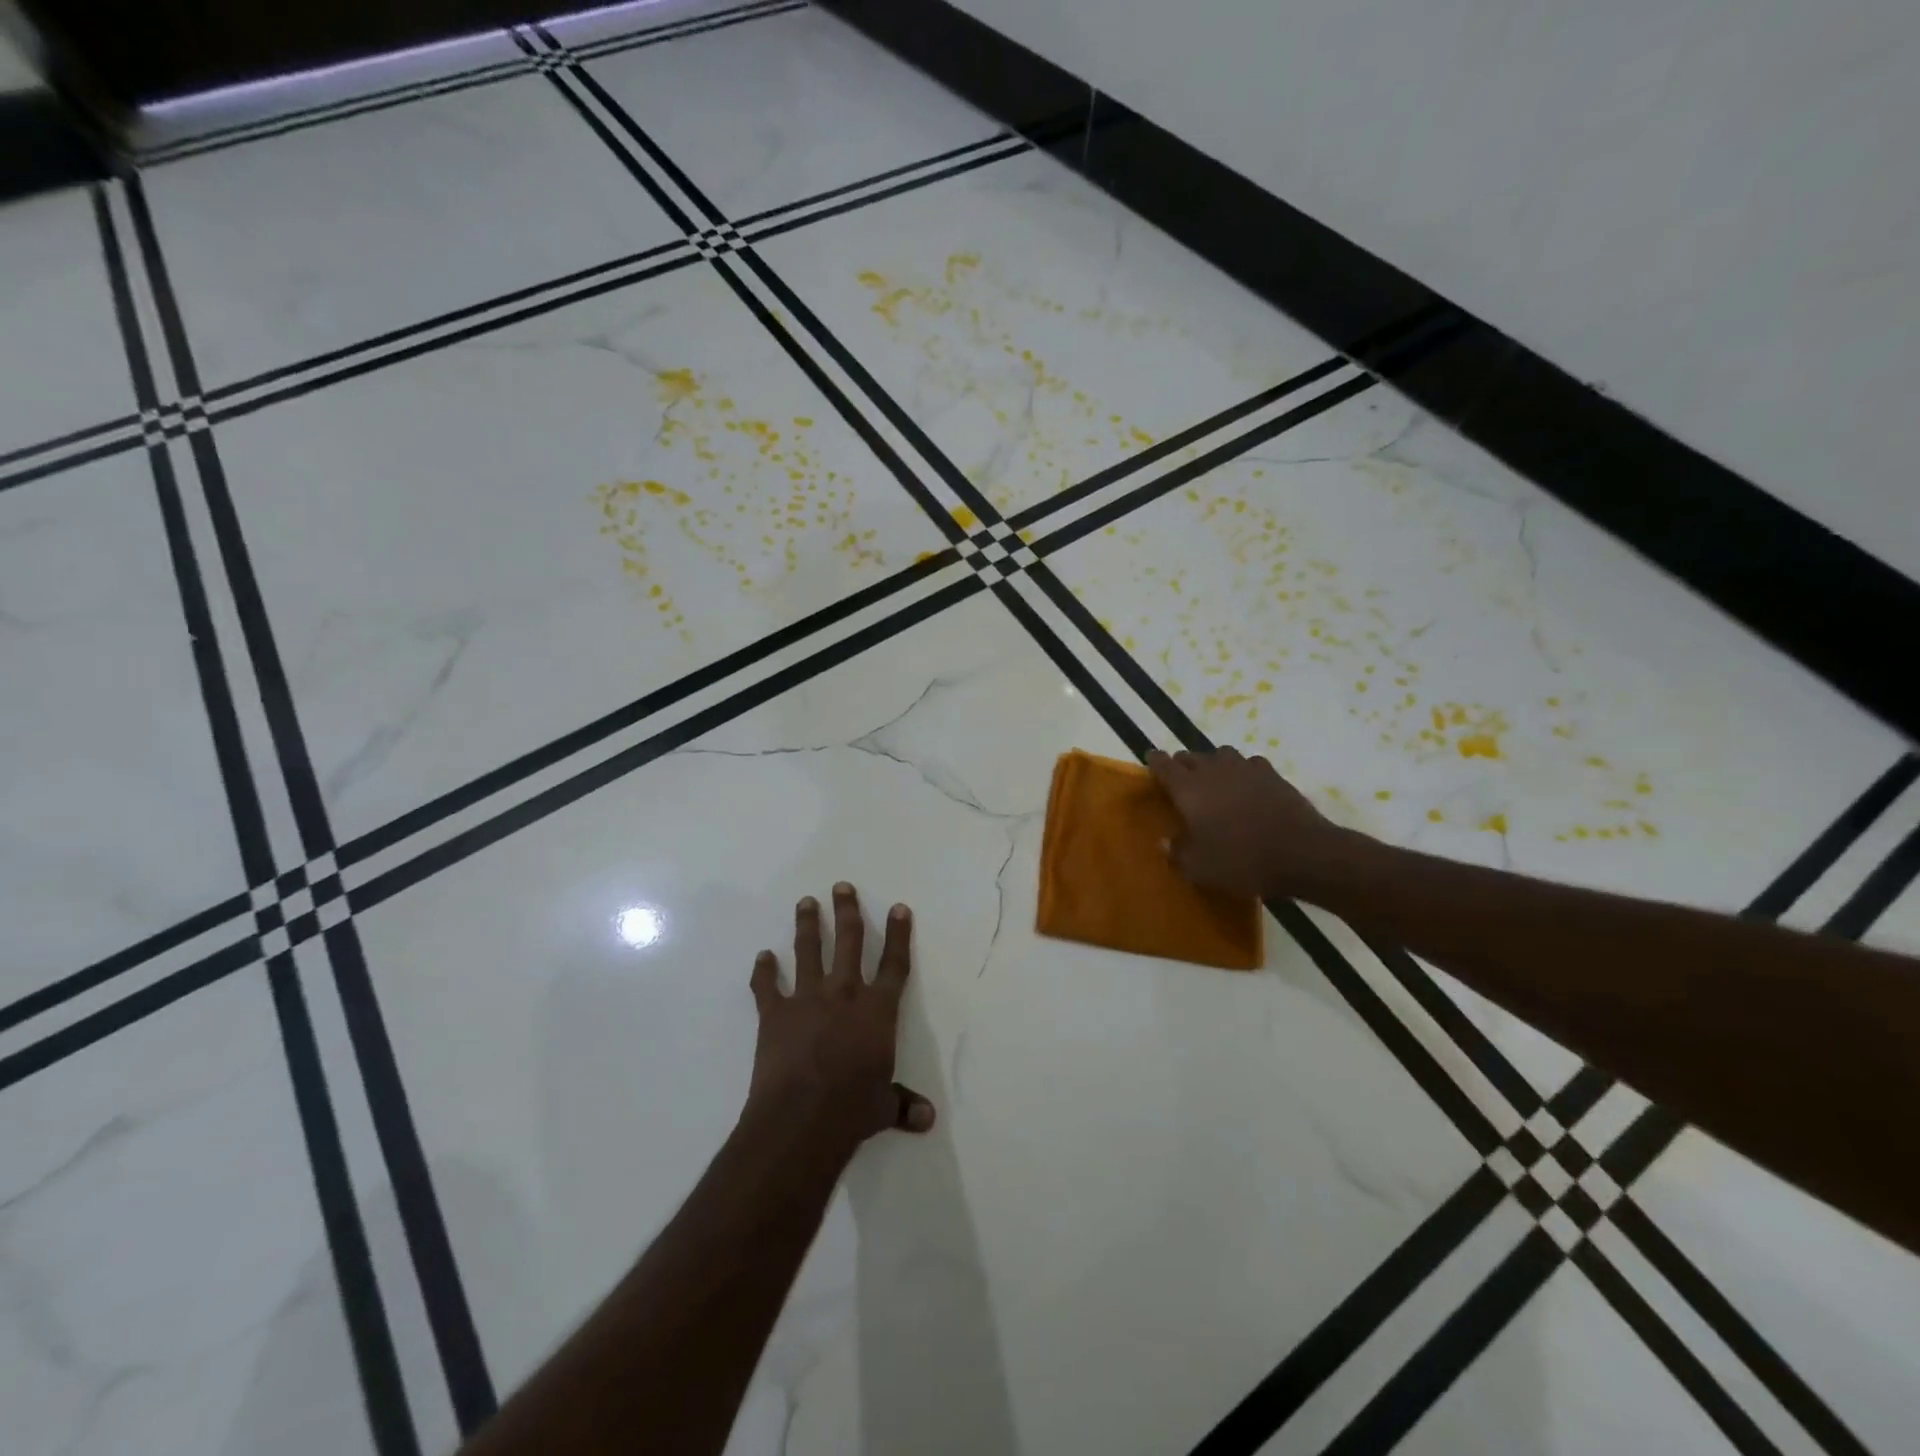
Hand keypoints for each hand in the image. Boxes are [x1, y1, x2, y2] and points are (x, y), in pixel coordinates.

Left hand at [746, 883, 934, 1153]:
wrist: (802, 1118)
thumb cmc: (852, 1110)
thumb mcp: (883, 1107)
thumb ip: (903, 1105)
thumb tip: (928, 1119)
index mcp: (877, 1011)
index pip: (894, 965)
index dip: (898, 935)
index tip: (898, 907)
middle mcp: (845, 994)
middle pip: (849, 941)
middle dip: (848, 911)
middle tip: (842, 886)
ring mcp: (808, 999)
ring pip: (809, 951)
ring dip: (808, 925)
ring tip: (806, 902)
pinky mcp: (775, 1014)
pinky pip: (767, 986)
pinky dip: (763, 972)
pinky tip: (762, 957)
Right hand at [1148, 747, 1366, 898]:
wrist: (1301, 853)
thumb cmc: (1242, 860)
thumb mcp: (1200, 868)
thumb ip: (1178, 853)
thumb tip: (1165, 842)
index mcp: (1188, 789)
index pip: (1164, 764)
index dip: (1155, 760)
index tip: (1150, 759)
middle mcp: (1213, 771)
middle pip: (1191, 756)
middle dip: (1182, 764)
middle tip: (1179, 779)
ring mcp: (1245, 769)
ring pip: (1220, 754)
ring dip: (1212, 763)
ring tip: (1213, 780)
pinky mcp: (1272, 774)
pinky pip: (1249, 763)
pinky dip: (1242, 770)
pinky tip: (1246, 785)